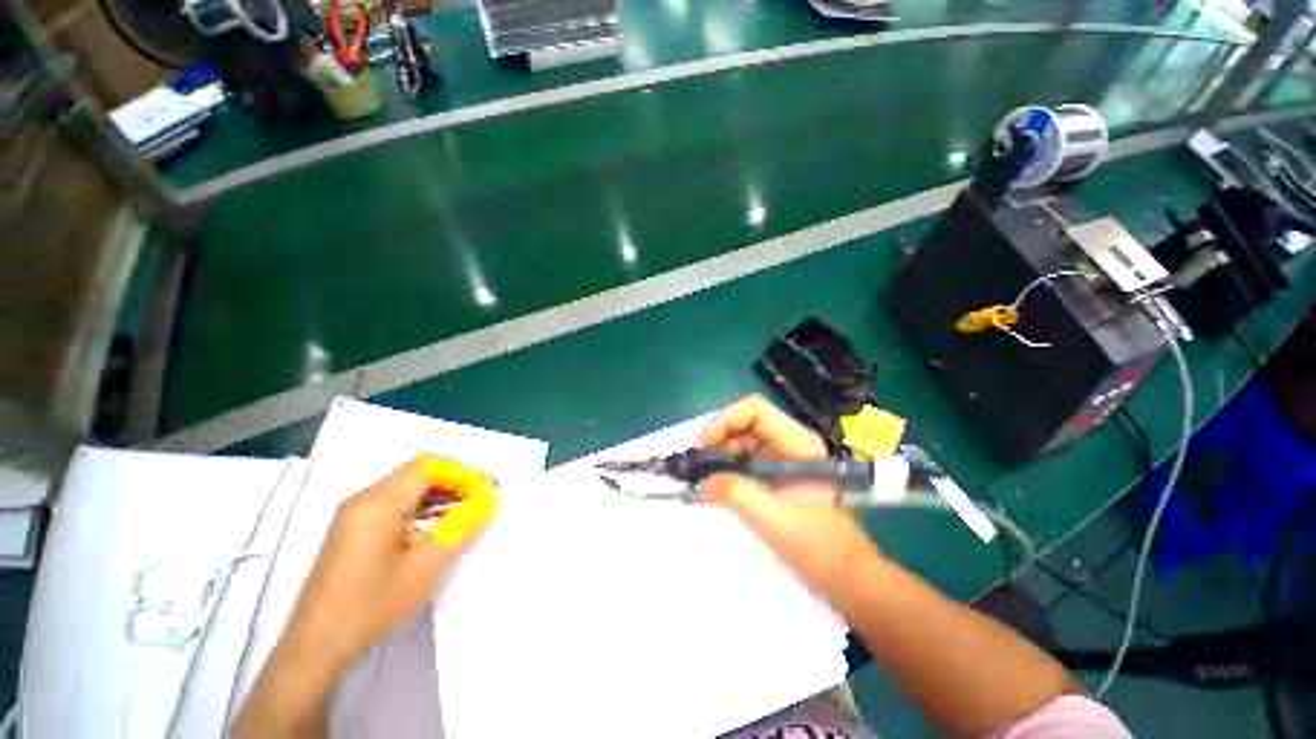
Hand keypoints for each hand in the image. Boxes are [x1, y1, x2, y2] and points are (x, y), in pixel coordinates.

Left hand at [236, 457, 496, 737]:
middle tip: (481, 498)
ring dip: (438, 495)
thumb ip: (461, 527)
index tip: (486, 490)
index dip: (462, 473)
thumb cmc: (371, 607)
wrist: (315, 649)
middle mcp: (362, 500)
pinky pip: (393, 505)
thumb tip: (487, 500)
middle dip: (453, 481)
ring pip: (405, 488)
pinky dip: (421, 508)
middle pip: (416, 474)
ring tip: (466, 511)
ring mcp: (353, 515)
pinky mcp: (351, 531)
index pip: (428, 467)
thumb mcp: (425, 567)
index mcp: (377, 503)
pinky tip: (436, 527)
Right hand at [696, 394, 882, 596]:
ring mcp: (782, 458)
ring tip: (702, 478)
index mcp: (798, 443)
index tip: (703, 447)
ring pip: (741, 440)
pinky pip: (743, 459)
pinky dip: (725, 468)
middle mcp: (790, 443)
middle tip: (697, 466)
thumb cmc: (818, 546)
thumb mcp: (774, 520)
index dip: (725, 420)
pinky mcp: (775, 473)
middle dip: (717, 439)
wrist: (845, 575)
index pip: (755, 409)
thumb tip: (702, 480)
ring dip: (718, 454)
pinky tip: (714, 485)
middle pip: (745, 422)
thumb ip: (736, 494)